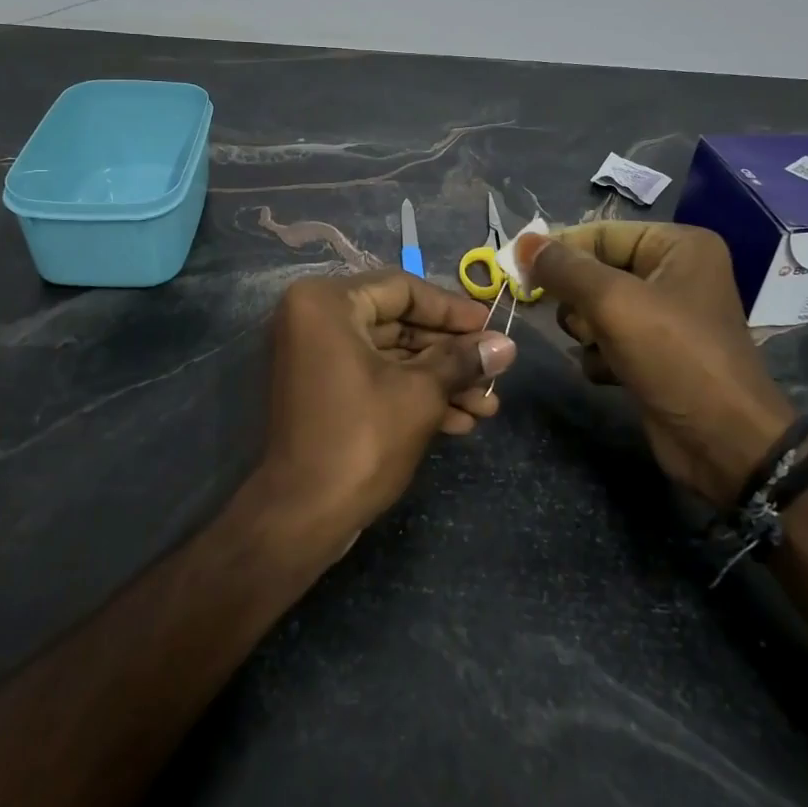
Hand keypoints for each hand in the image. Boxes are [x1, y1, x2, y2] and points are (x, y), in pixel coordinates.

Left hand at [261, 271, 517, 534]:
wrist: (301, 517)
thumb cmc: (361, 440)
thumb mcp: (420, 394)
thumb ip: (462, 360)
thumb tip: (506, 345)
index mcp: (327, 302)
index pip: (403, 289)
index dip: (452, 310)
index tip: (491, 329)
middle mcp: (316, 319)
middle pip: (398, 323)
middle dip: (450, 354)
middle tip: (495, 372)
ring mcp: (317, 356)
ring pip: (391, 356)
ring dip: (439, 379)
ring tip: (487, 406)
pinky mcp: (324, 390)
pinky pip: (374, 377)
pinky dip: (413, 393)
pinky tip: (460, 421)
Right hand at [518, 223, 792, 506]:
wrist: (723, 443)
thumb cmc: (675, 357)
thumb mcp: (614, 303)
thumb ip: (564, 269)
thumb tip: (523, 242)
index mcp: (678, 246)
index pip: (600, 234)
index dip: (559, 250)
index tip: (517, 270)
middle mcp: (674, 273)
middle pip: (595, 271)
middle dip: (579, 300)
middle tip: (581, 322)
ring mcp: (664, 316)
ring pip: (595, 308)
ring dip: (587, 331)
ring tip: (603, 349)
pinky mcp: (654, 353)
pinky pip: (607, 339)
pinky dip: (601, 356)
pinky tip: (614, 374)